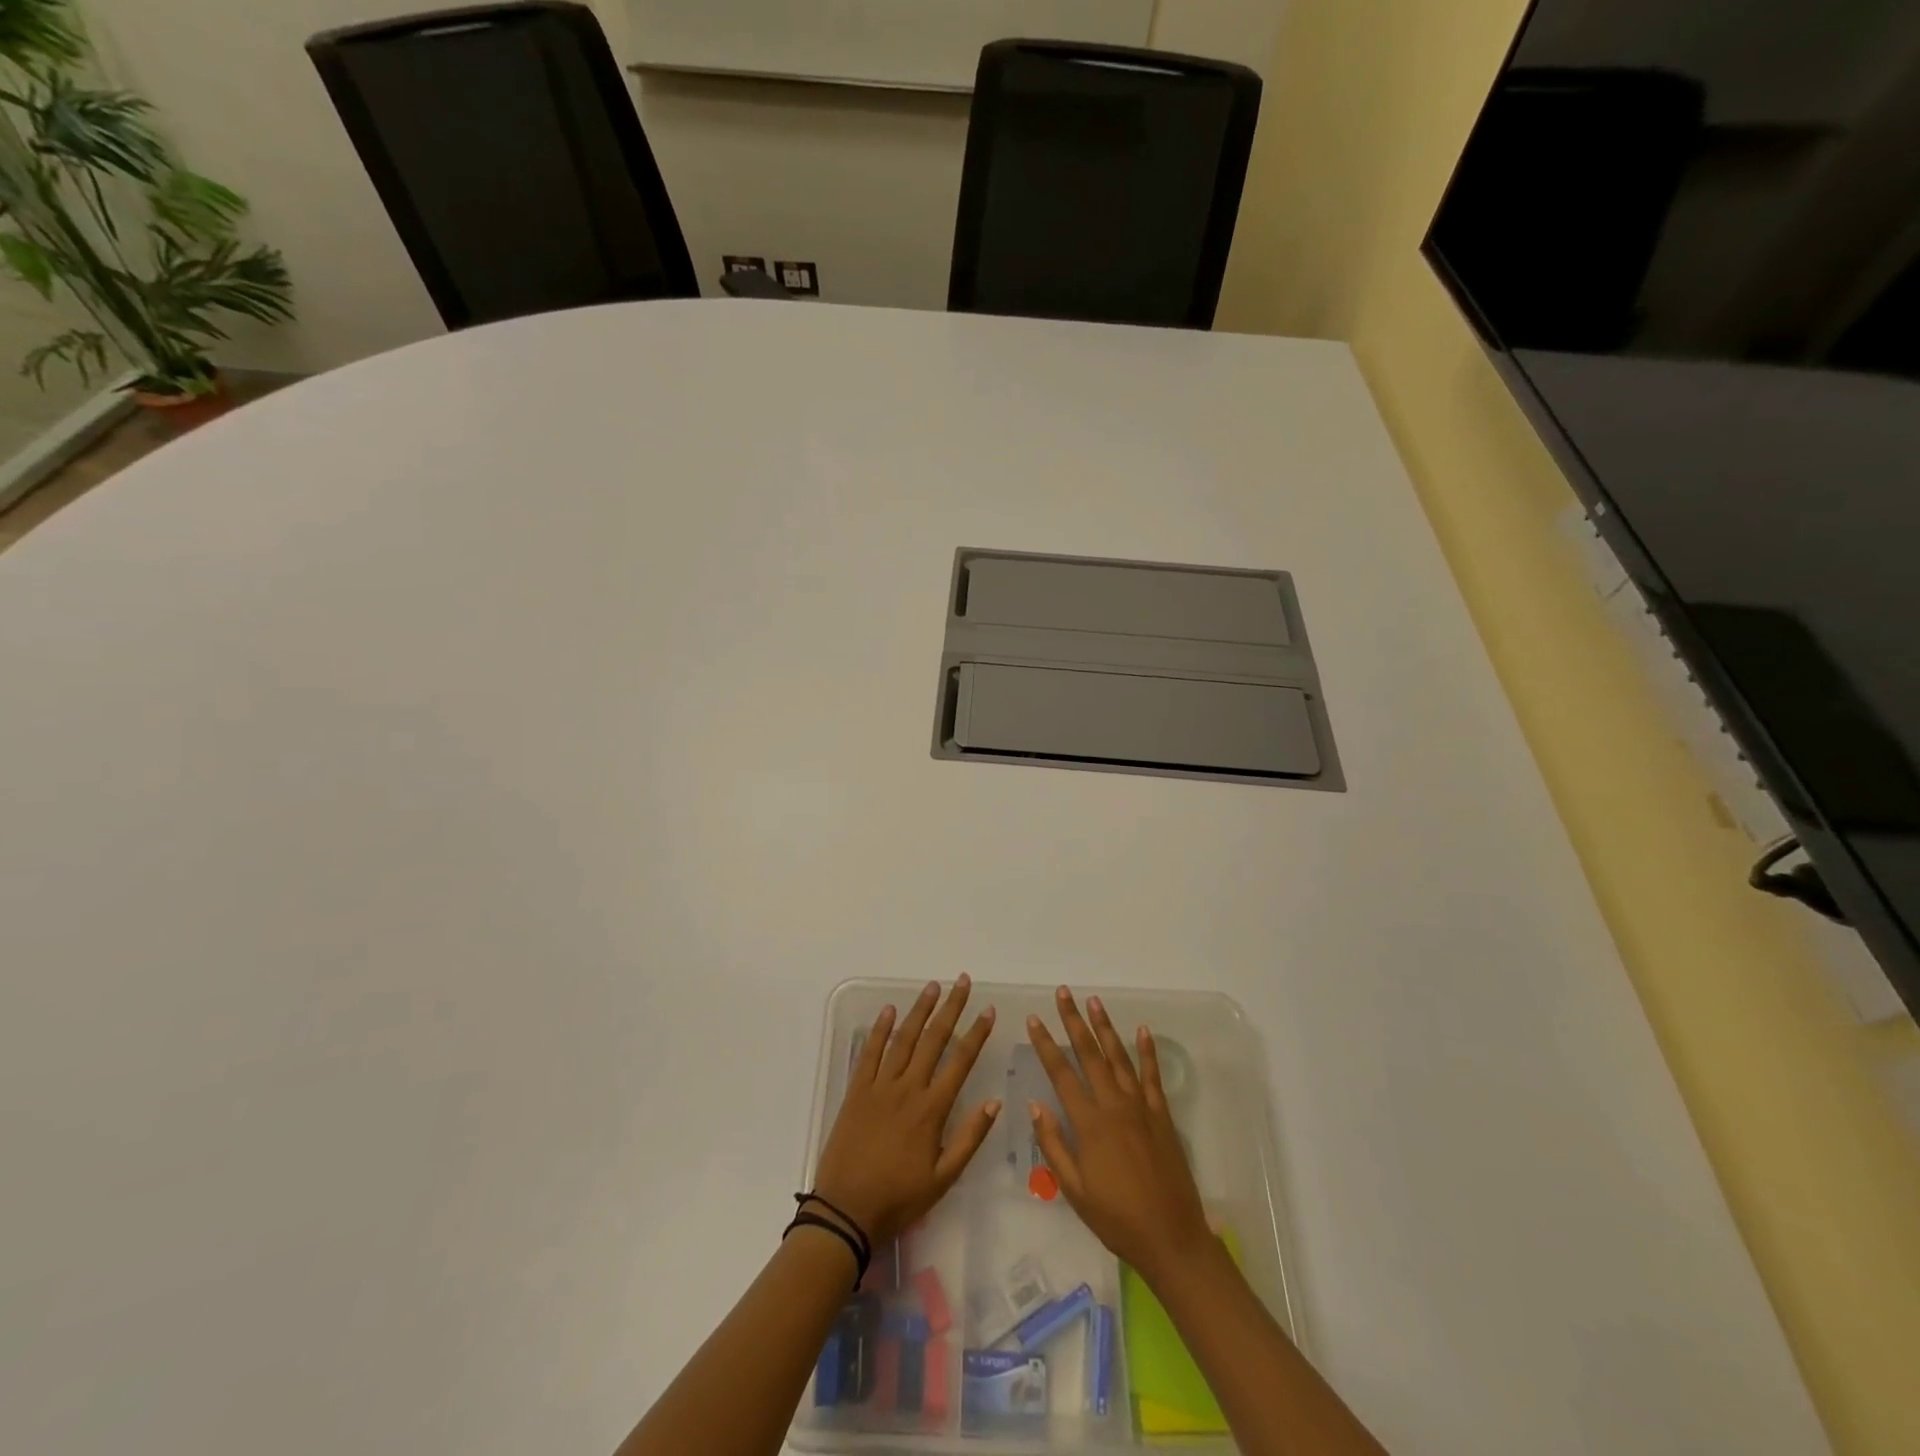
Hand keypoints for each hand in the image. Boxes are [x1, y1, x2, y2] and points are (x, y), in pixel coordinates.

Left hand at [811, 976, 1000, 1244]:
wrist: (845, 1210)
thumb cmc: (898, 1198)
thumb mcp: (943, 1178)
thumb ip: (970, 1138)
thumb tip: (994, 1102)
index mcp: (932, 1109)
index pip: (960, 1061)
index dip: (976, 1034)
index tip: (988, 1011)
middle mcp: (908, 1088)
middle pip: (934, 1039)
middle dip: (951, 1008)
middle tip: (963, 982)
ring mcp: (880, 1086)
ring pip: (904, 1039)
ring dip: (920, 1010)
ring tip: (933, 986)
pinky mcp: (857, 1090)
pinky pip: (870, 1053)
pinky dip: (880, 1030)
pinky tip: (890, 1010)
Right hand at [1027, 987, 1212, 1283]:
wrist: (1171, 1237)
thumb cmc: (1117, 1219)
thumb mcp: (1074, 1190)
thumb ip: (1054, 1146)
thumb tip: (1036, 1106)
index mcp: (1089, 1124)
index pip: (1061, 1074)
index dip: (1046, 1044)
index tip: (1034, 1019)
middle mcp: (1114, 1105)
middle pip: (1090, 1054)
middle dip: (1074, 1021)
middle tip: (1063, 993)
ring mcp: (1141, 1107)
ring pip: (1119, 1057)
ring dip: (1105, 1027)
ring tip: (1094, 1001)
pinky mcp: (1162, 1115)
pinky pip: (1152, 1076)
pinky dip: (1147, 1051)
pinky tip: (1142, 1030)